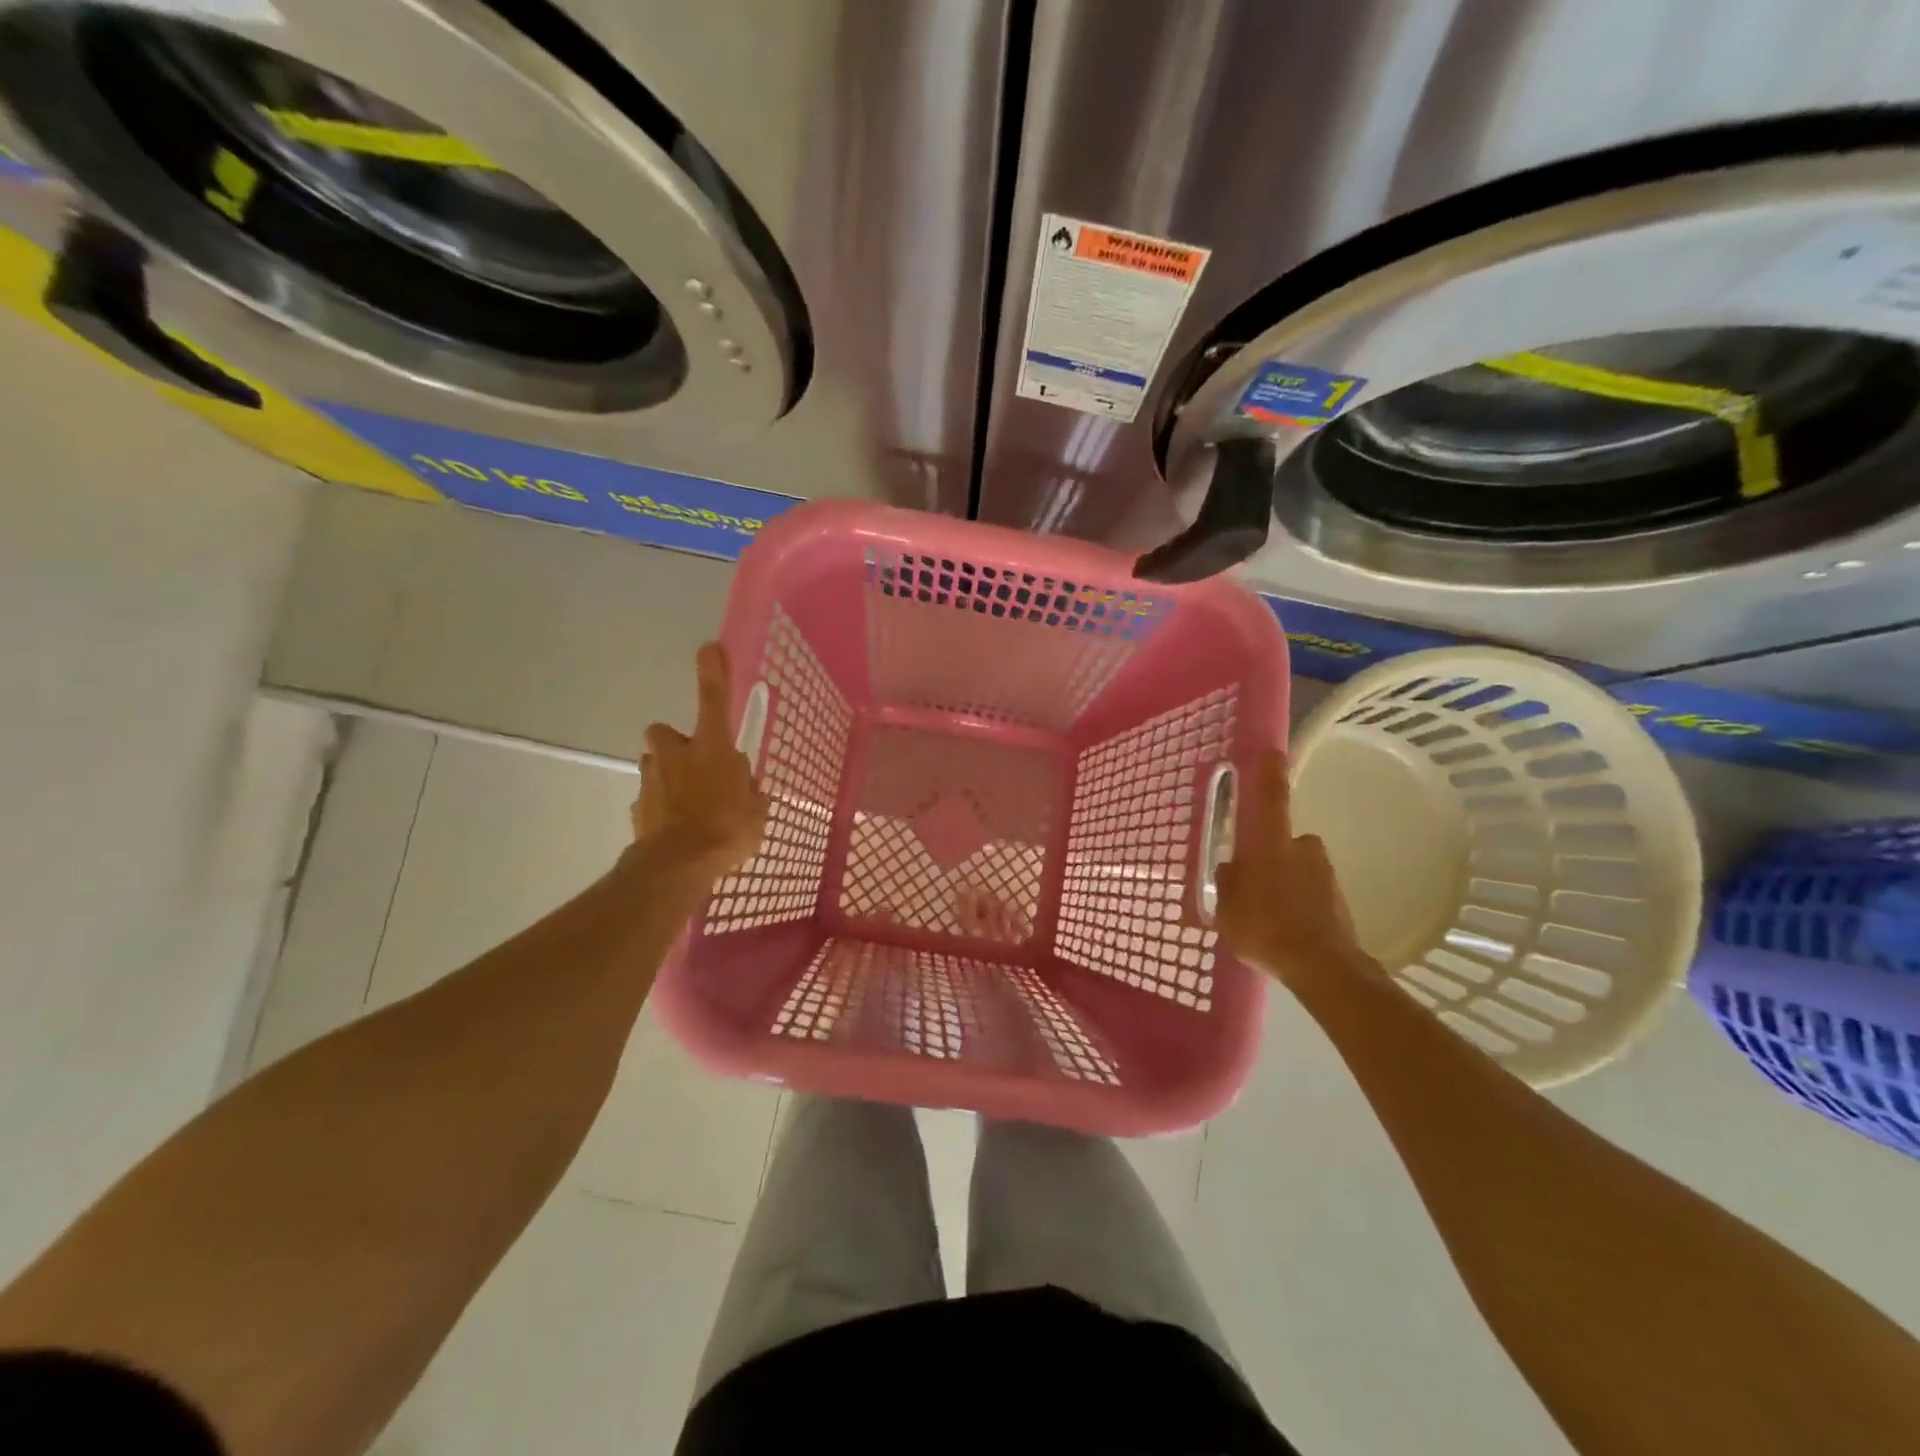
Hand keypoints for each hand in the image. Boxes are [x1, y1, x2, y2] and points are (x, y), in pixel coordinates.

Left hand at [631, 643, 767, 881]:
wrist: (679, 865)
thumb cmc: (728, 829)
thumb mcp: (757, 810)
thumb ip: (748, 790)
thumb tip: (742, 785)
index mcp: (712, 748)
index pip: (714, 699)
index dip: (713, 672)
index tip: (709, 647)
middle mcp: (677, 755)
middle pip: (665, 733)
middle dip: (675, 743)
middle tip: (694, 764)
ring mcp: (652, 780)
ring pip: (655, 765)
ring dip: (667, 775)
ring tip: (688, 804)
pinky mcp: (638, 807)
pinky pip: (650, 799)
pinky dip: (660, 808)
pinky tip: (676, 830)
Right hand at [1215, 750, 1365, 986]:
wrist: (1322, 966)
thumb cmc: (1264, 928)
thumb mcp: (1225, 909)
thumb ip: (1226, 884)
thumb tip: (1231, 870)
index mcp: (1269, 843)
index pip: (1270, 797)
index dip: (1270, 772)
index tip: (1272, 751)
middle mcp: (1301, 848)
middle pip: (1283, 839)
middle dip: (1270, 855)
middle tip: (1252, 882)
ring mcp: (1324, 873)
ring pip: (1298, 867)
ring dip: (1285, 881)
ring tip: (1269, 914)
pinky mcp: (1339, 899)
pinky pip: (1311, 892)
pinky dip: (1300, 903)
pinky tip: (1286, 928)